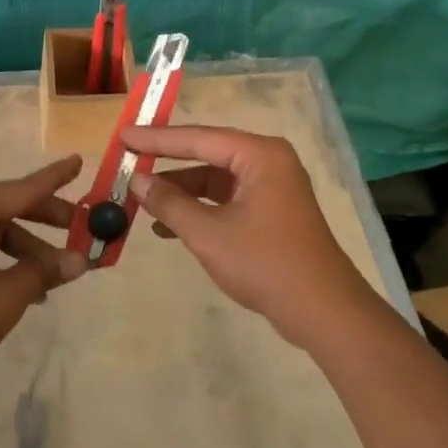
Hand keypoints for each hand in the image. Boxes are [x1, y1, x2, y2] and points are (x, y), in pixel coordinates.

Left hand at [0, 155, 86, 392]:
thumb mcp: (6, 296)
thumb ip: (44, 272)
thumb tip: (80, 260)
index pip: (21, 189)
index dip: (54, 178)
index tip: (79, 161)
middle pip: (11, 208)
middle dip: (48, 220)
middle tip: (84, 228)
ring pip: (0, 234)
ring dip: (30, 251)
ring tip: (61, 276)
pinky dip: (9, 264)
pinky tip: (32, 290)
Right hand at [125, 126, 372, 348]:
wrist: (324, 313)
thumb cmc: (266, 264)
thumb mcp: (208, 234)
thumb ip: (170, 203)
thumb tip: (138, 181)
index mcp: (259, 155)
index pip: (198, 138)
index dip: (157, 139)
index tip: (124, 135)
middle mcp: (267, 162)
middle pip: (206, 154)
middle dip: (167, 163)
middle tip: (128, 160)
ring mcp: (271, 187)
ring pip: (214, 179)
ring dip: (180, 191)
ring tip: (141, 201)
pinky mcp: (270, 211)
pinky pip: (225, 199)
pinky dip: (199, 209)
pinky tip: (168, 226)